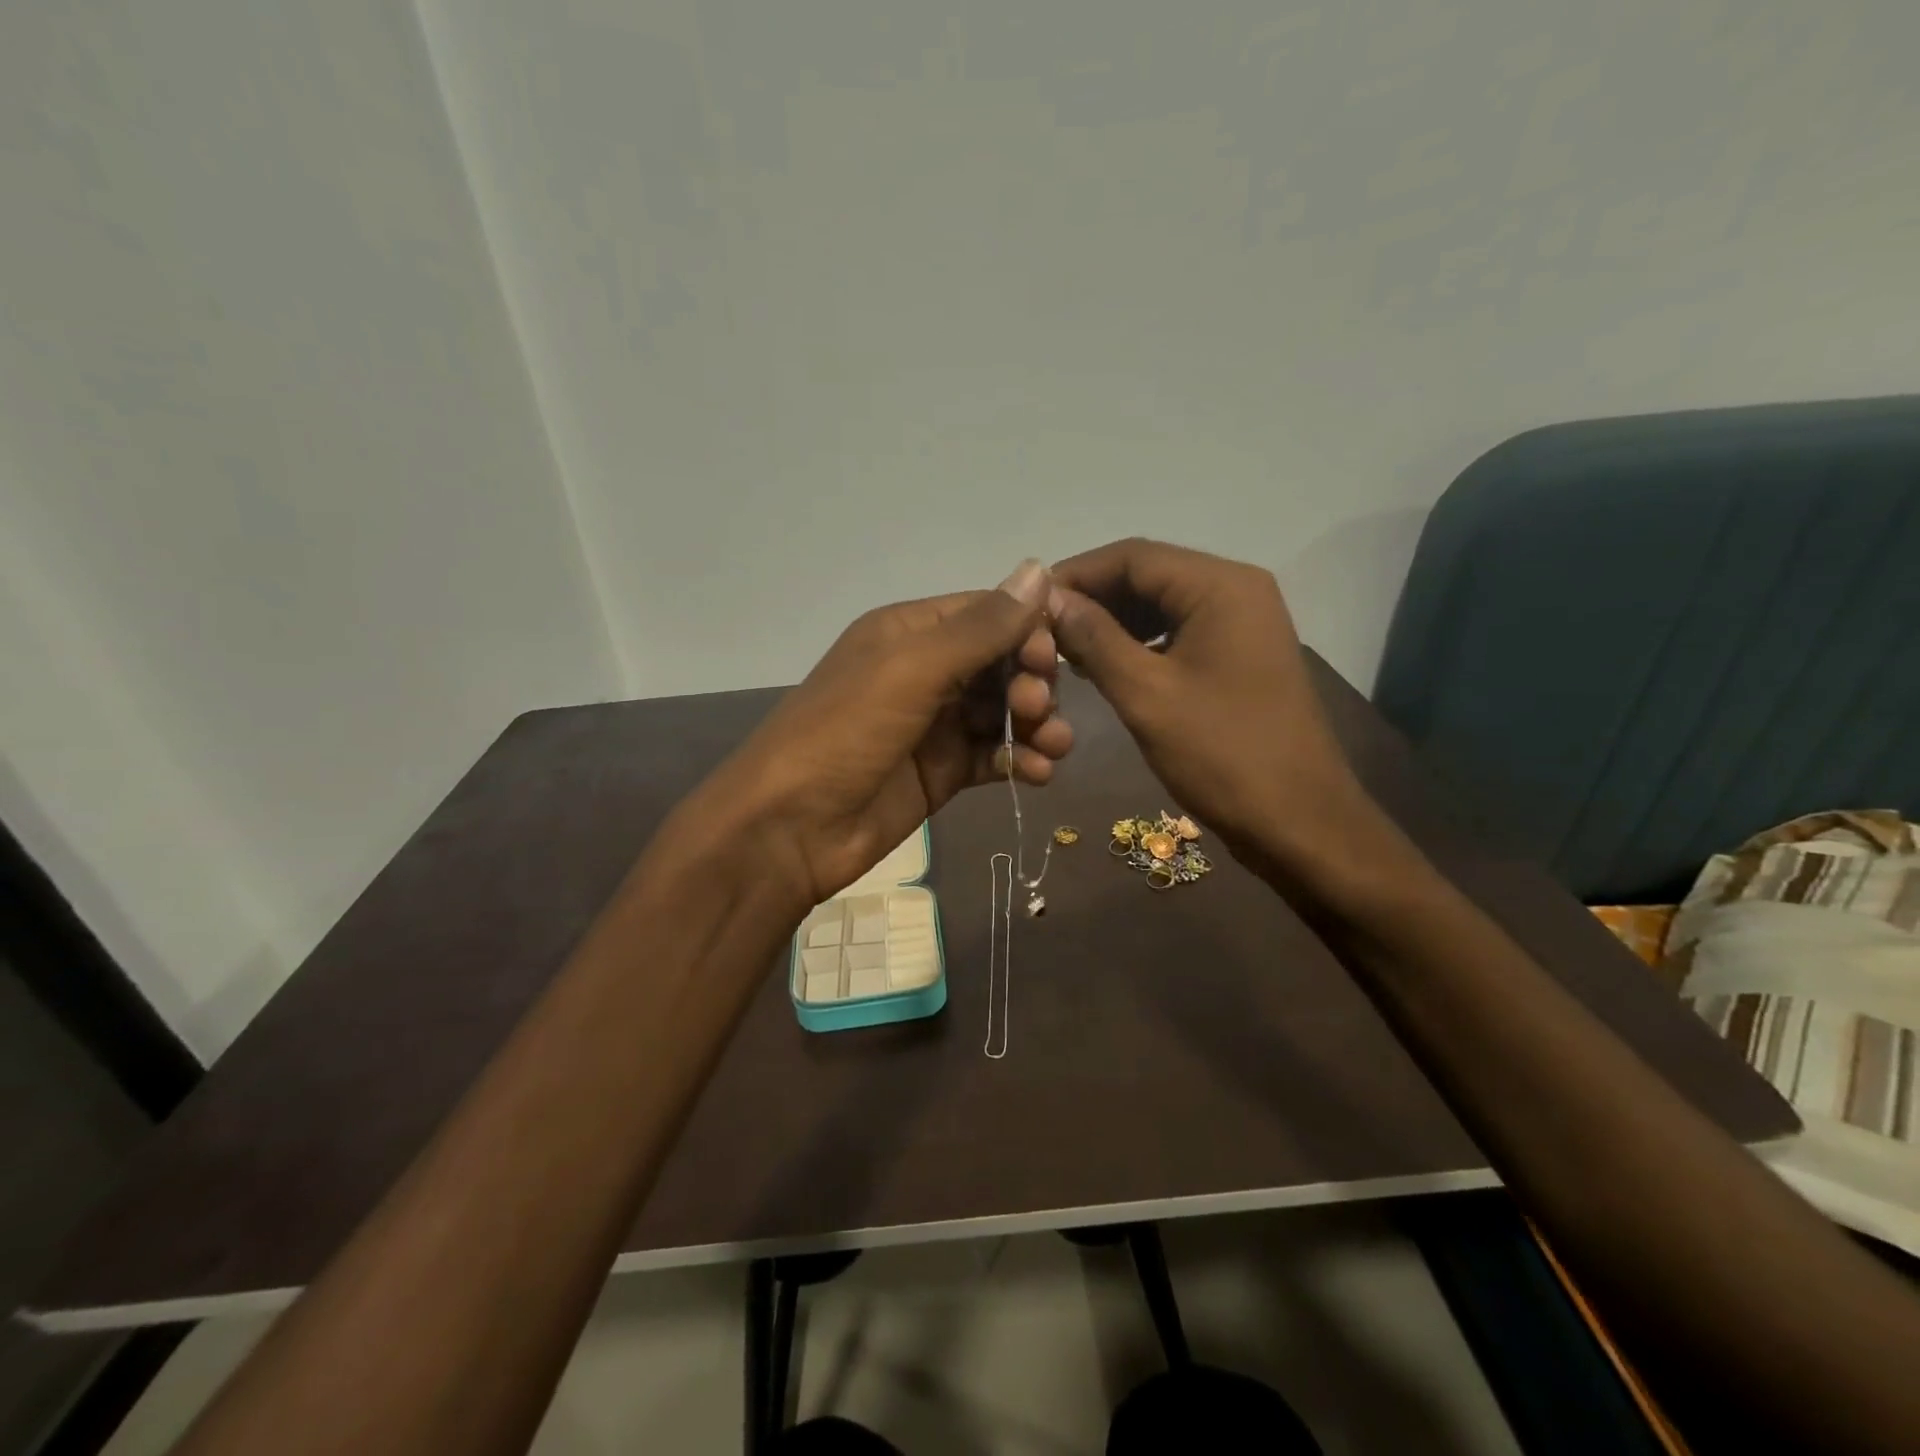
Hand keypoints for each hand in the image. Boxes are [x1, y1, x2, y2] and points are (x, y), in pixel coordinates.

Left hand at [685, 561, 1072, 908]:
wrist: (789, 828)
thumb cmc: (844, 733)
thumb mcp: (910, 670)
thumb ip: (979, 628)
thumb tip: (1039, 568)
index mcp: (909, 632)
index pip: (986, 614)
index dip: (1027, 628)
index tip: (1052, 657)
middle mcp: (924, 671)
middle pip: (1001, 663)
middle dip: (1031, 681)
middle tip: (1038, 708)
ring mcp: (934, 725)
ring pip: (1002, 711)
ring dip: (1035, 724)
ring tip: (1053, 747)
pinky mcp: (942, 772)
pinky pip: (993, 756)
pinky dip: (1019, 760)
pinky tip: (1037, 774)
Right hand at [1049, 538, 1372, 869]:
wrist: (1300, 823)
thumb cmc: (1222, 755)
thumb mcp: (1146, 694)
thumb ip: (1094, 639)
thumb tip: (1050, 598)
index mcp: (1220, 587)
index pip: (1133, 556)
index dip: (1076, 575)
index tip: (1028, 604)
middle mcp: (1236, 591)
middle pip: (1148, 575)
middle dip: (1093, 600)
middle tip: (1041, 632)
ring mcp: (1243, 624)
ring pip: (1162, 605)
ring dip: (1113, 622)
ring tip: (1065, 651)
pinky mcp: (1240, 656)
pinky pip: (1179, 632)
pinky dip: (1139, 643)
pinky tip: (1105, 667)